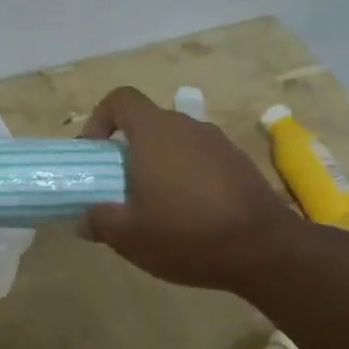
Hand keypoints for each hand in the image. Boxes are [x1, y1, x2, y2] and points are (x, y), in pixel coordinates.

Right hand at [79, 86, 312, 293]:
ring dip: (159, 164)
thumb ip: (99, 221)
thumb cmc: (186, 233)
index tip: (95, 153)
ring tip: (156, 206)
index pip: (121, 99)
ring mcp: (218, 142)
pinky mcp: (240, 163)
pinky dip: (188, 176)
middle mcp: (186, 126)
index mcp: (154, 132)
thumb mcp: (129, 236)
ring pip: (176, 142)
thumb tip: (83, 219)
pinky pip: (201, 159)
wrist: (265, 249)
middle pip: (148, 123)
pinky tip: (191, 214)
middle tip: (121, 187)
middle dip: (128, 150)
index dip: (100, 119)